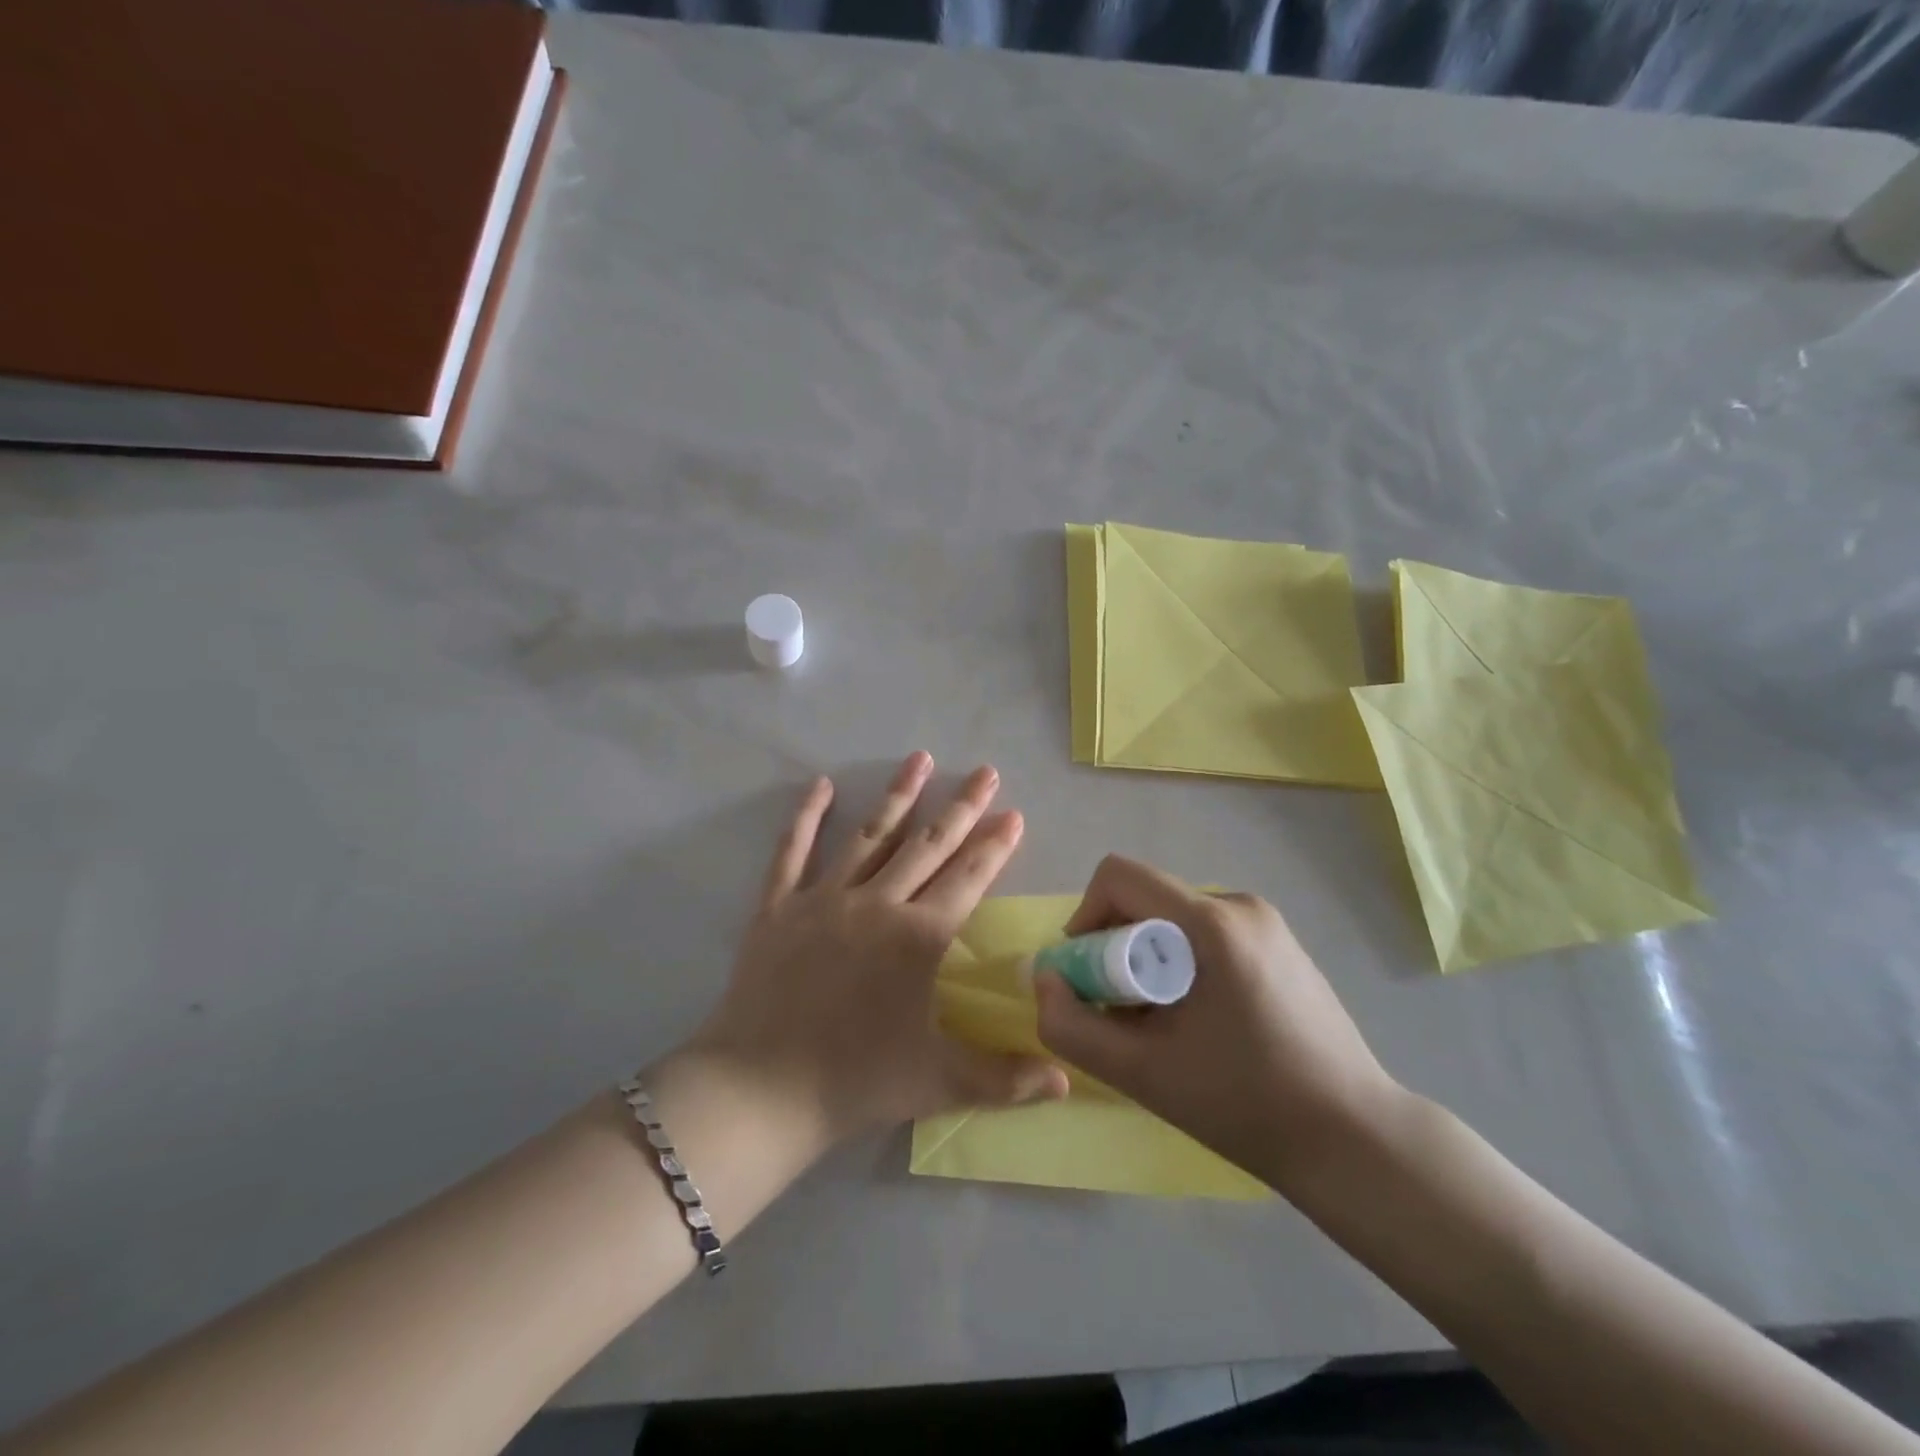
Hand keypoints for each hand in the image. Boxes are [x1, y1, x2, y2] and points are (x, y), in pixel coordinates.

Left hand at [691, 752, 1067, 1145]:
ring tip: (920, 758)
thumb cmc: (856, 1082)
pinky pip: (792, 852)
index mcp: (919, 937)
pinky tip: (821, 785)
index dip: (996, 845)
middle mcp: (876, 903)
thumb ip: (1008, 1079)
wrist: (760, 1090)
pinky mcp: (778, 907)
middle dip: (961, 807)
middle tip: (985, 772)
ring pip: (870, 836)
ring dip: (898, 796)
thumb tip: (1067, 1082)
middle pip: (928, 845)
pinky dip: (806, 817)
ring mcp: (824, 899)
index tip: (1014, 813)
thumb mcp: (940, 1083)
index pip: (970, 879)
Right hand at [1033, 855, 1400, 1187]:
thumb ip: (1072, 1026)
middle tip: (1125, 1014)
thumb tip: (1045, 979)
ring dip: (1150, 959)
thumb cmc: (1245, 1104)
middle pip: (1146, 899)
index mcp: (1210, 922)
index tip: (1089, 977)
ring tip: (1166, 1024)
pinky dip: (1183, 963)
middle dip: (1117, 949)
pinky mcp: (1280, 943)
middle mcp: (1239, 904)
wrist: (1355, 1140)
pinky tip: (1204, 1021)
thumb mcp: (1141, 1073)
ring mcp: (1266, 922)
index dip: (1085, 918)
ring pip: (1174, 919)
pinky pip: (1207, 933)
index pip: (1119, 876)